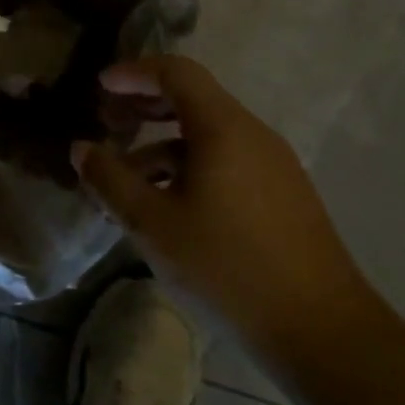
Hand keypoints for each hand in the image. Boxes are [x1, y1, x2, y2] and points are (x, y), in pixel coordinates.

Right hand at [74, 55, 380, 364]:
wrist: (322, 332)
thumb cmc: (227, 267)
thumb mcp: (153, 224)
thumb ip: (111, 180)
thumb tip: (81, 149)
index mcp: (223, 128)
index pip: (176, 72)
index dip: (134, 72)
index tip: (101, 87)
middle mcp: (252, 134)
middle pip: (193, 98)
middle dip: (146, 104)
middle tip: (108, 121)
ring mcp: (273, 165)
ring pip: (209, 135)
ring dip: (163, 143)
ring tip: (127, 175)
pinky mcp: (282, 194)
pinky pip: (227, 160)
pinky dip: (189, 165)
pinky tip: (168, 204)